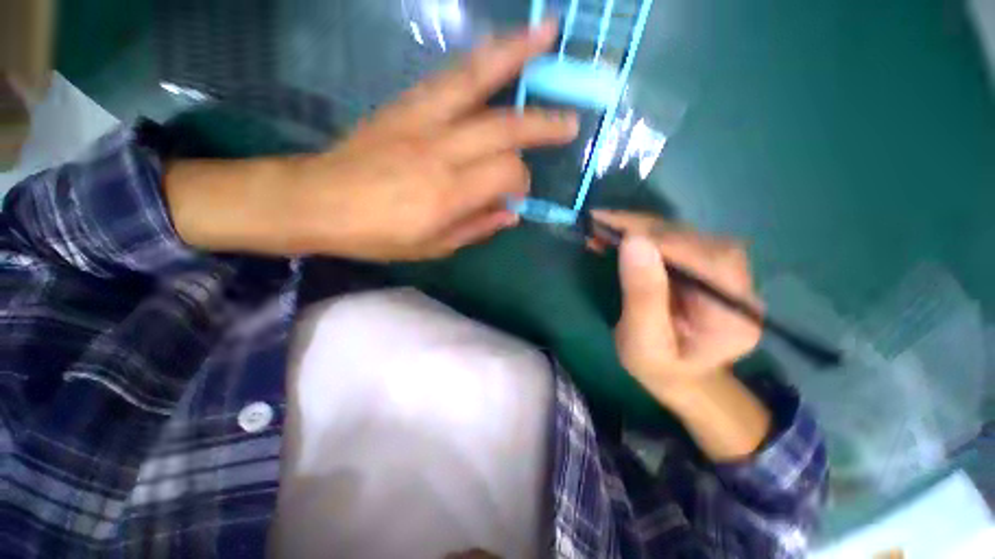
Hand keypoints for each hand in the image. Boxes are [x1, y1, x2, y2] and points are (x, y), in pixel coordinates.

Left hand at [166, 21, 576, 260]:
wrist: (317, 201)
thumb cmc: (377, 235)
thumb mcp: (433, 247)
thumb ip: (476, 228)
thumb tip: (511, 214)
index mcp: (448, 195)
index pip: (507, 174)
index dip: (521, 183)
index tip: (517, 194)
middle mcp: (440, 151)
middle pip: (504, 128)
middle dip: (543, 124)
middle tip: (570, 121)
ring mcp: (421, 120)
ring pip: (476, 80)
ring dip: (515, 55)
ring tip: (546, 34)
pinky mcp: (404, 105)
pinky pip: (448, 75)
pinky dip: (479, 59)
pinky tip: (496, 48)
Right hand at [592, 211, 762, 389]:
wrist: (682, 375)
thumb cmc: (660, 367)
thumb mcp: (643, 342)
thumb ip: (642, 296)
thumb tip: (633, 241)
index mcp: (733, 313)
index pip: (701, 259)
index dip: (655, 239)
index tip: (609, 227)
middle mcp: (739, 284)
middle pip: (693, 239)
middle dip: (641, 228)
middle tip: (599, 222)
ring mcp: (727, 271)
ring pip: (684, 234)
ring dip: (640, 227)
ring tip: (604, 226)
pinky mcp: (708, 265)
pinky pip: (676, 239)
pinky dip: (644, 234)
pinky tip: (620, 235)